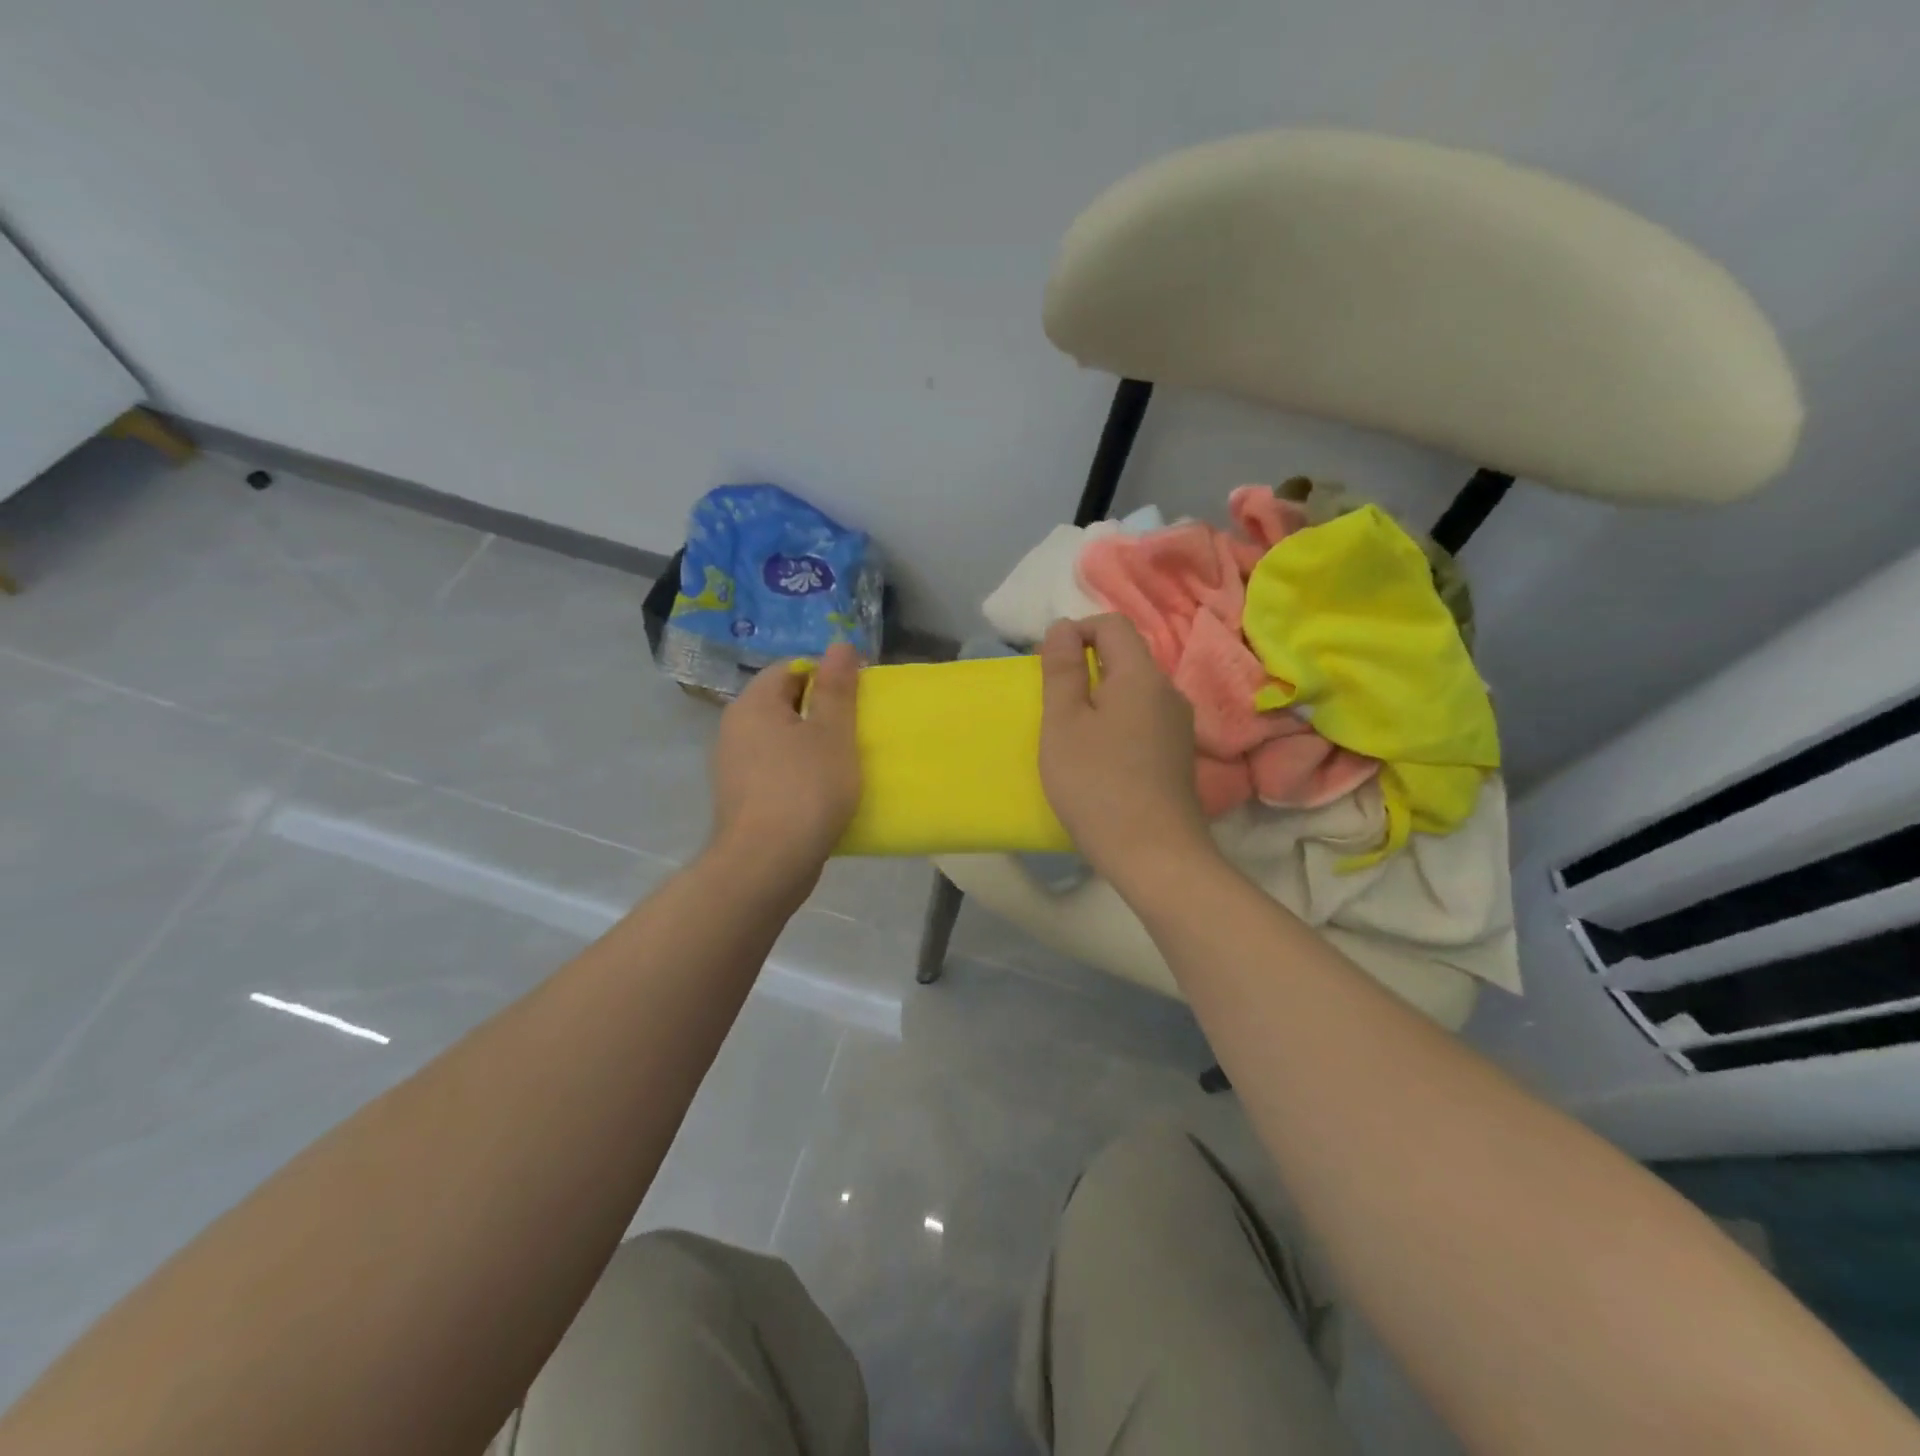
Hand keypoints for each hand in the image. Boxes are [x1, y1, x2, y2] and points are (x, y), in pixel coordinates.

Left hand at [707, 643, 862, 893]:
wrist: (766, 864)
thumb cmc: (805, 790)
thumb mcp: (833, 733)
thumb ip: (837, 687)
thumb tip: (839, 645)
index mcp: (754, 704)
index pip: (790, 669)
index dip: (827, 675)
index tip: (858, 696)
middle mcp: (735, 728)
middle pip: (784, 703)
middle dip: (822, 711)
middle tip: (856, 729)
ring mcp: (733, 766)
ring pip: (780, 739)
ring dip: (812, 744)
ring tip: (845, 761)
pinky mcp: (741, 798)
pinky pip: (775, 770)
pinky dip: (799, 772)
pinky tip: (823, 791)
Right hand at [1038, 615, 1215, 891]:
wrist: (1154, 854)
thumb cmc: (1097, 784)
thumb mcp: (1064, 723)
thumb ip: (1062, 670)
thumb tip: (1063, 628)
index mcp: (1141, 674)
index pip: (1111, 624)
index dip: (1075, 632)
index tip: (1048, 668)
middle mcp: (1168, 691)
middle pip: (1125, 657)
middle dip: (1085, 668)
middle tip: (1053, 706)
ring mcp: (1178, 725)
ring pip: (1133, 692)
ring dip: (1099, 699)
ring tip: (1072, 736)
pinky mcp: (1178, 754)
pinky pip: (1143, 720)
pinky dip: (1116, 724)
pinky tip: (1100, 760)